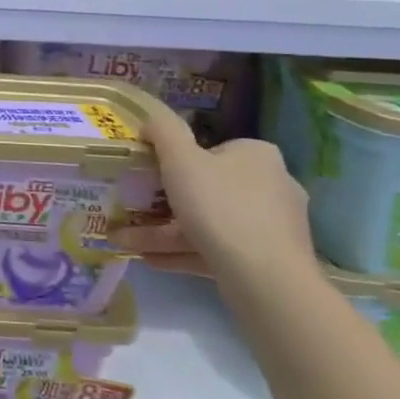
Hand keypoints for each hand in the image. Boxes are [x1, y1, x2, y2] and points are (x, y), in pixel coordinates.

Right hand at [117, 97, 314, 282]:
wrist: (265, 277)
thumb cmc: (219, 206)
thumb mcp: (180, 159)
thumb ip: (163, 132)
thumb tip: (151, 122)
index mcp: (257, 155)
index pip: (211, 151)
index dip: (176, 162)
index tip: (149, 177)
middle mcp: (273, 185)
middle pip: (208, 189)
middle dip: (165, 203)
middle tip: (133, 210)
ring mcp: (273, 226)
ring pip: (209, 223)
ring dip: (165, 232)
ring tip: (126, 241)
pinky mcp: (268, 260)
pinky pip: (217, 249)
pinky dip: (183, 252)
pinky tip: (151, 260)